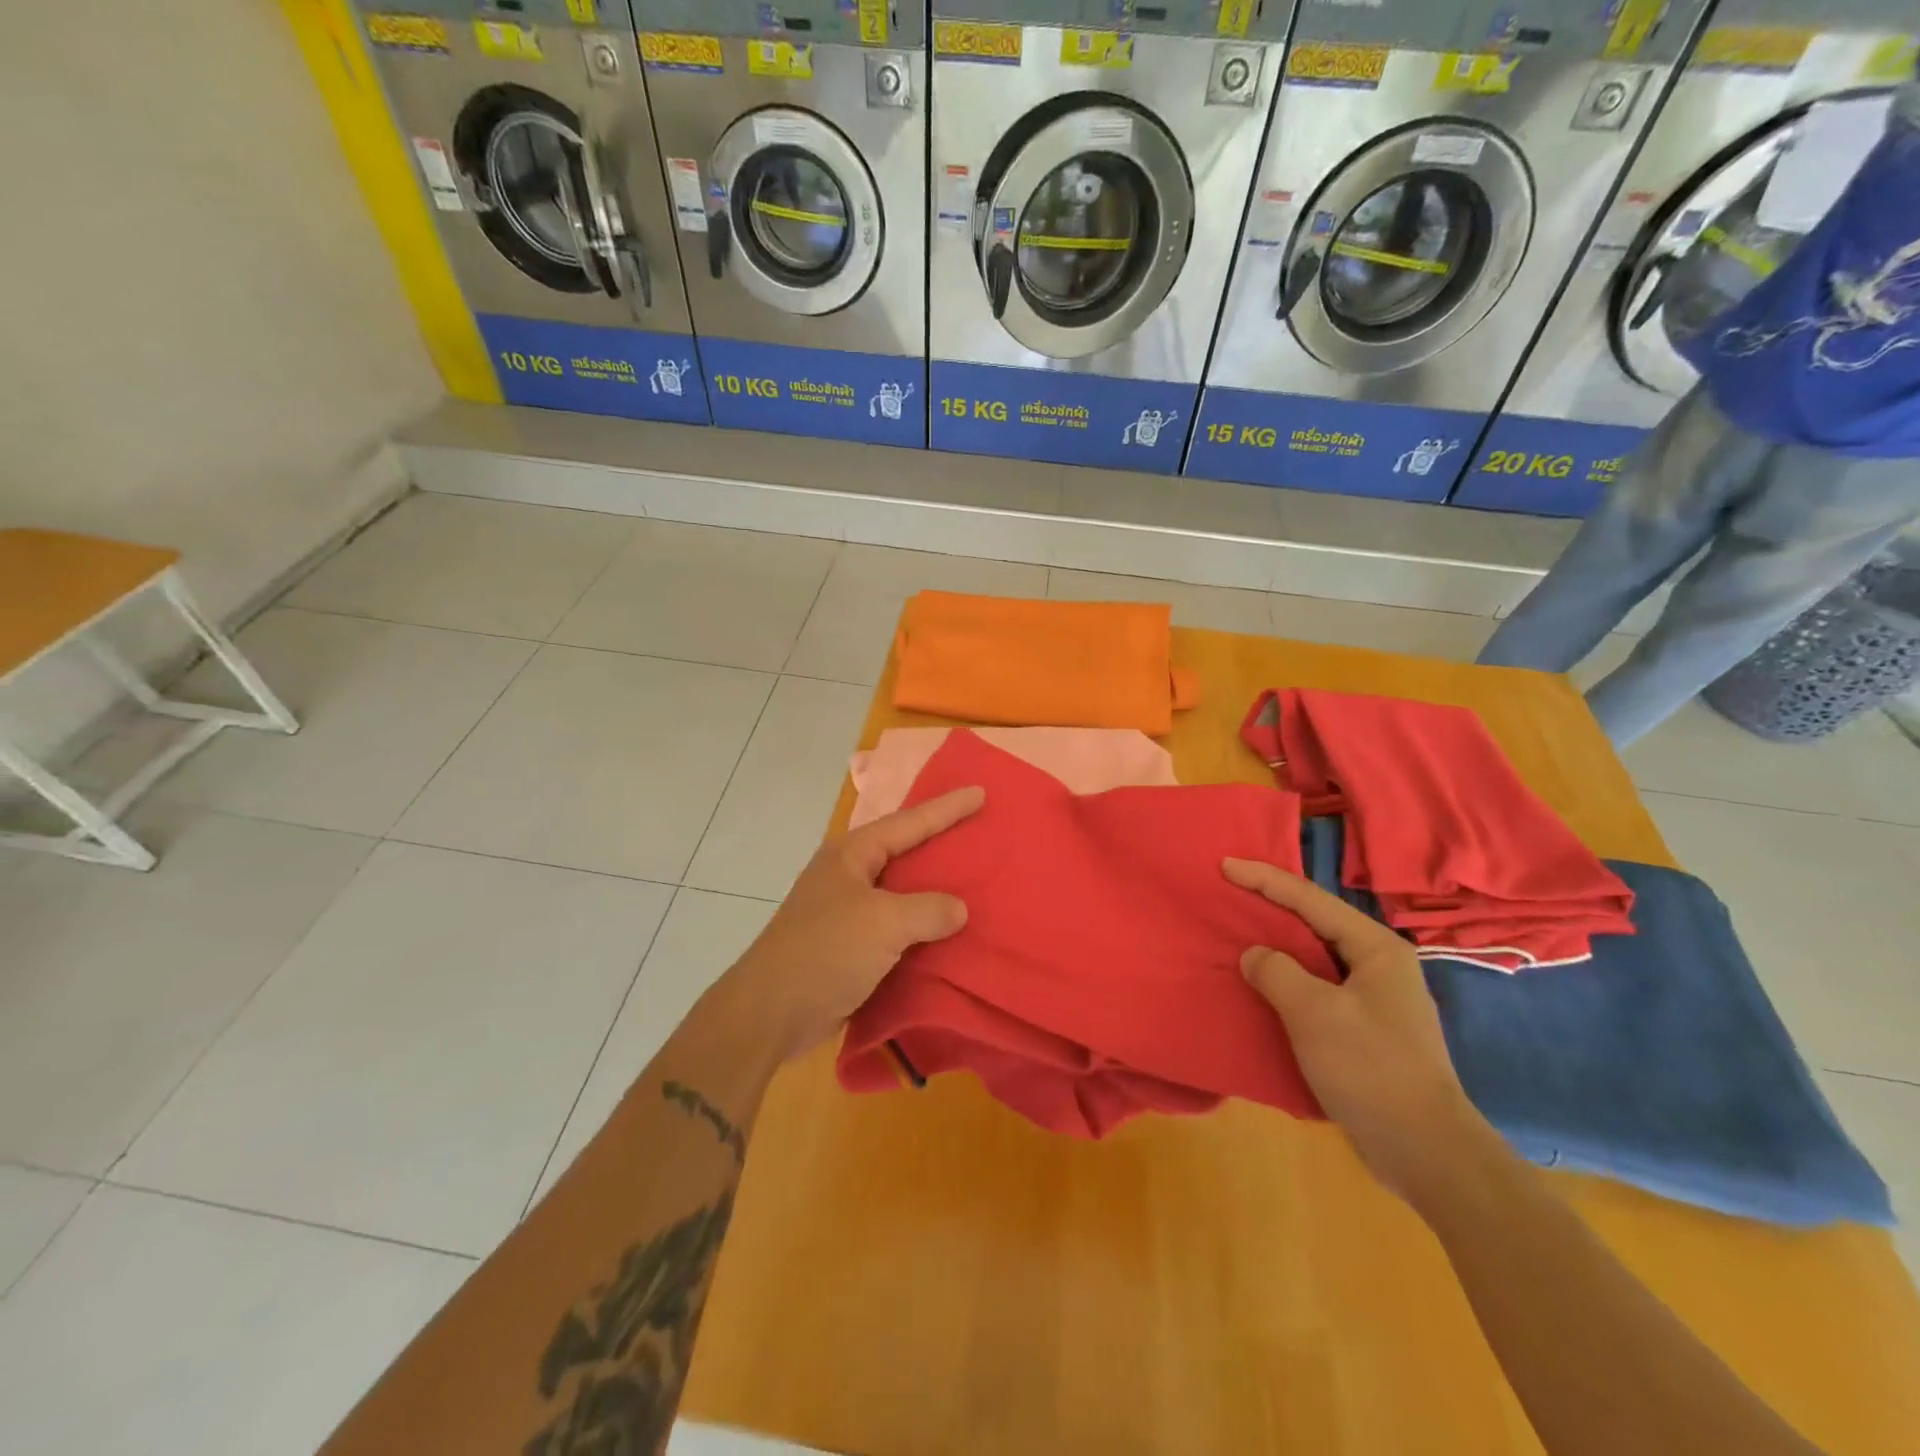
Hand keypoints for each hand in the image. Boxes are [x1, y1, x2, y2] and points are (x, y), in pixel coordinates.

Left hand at [725, 786, 985, 1060]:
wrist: (771, 1013)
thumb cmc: (826, 952)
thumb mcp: (883, 923)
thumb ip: (928, 910)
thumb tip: (958, 909)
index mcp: (851, 855)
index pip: (909, 822)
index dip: (946, 808)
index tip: (980, 793)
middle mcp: (848, 875)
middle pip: (903, 850)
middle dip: (940, 841)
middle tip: (979, 831)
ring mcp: (846, 910)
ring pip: (901, 890)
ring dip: (933, 888)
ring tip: (972, 879)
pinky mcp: (849, 945)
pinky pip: (896, 925)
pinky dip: (922, 925)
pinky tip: (948, 931)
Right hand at [1223, 858, 1489, 1202]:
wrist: (1426, 1151)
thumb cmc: (1371, 1069)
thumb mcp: (1315, 1013)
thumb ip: (1277, 972)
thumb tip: (1255, 955)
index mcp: (1375, 949)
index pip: (1310, 899)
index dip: (1265, 879)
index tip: (1226, 865)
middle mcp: (1379, 965)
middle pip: (1315, 921)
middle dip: (1272, 905)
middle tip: (1230, 893)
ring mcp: (1375, 999)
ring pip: (1315, 956)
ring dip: (1277, 944)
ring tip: (1238, 934)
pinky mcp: (1365, 1029)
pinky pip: (1316, 987)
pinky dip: (1286, 979)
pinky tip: (1263, 986)